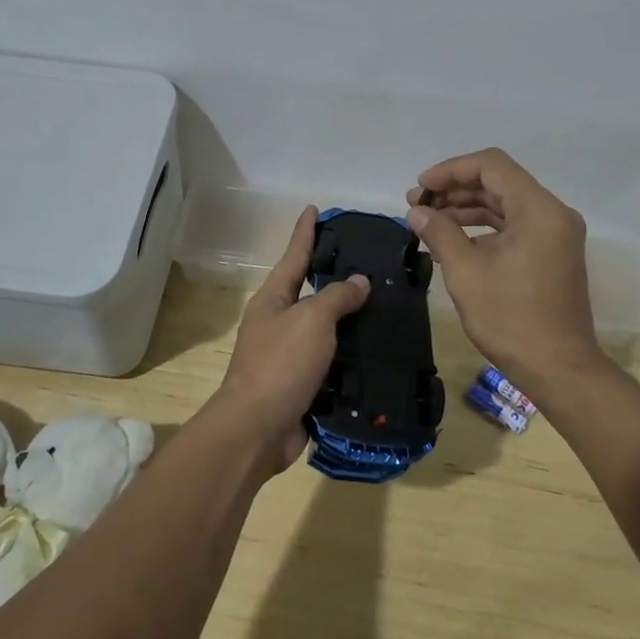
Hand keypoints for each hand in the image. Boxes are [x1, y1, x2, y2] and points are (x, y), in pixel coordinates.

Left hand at [213, 206, 370, 473]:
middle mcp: (278, 322)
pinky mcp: (302, 384)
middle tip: (367, 260)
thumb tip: (357, 281)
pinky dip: (351, 355)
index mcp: (273, 299)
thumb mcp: (311, 319)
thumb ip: (336, 297)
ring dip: (349, 319)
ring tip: (382, 305)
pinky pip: (331, 361)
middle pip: (309, 290)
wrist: (257, 429)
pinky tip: (376, 350)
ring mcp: (288, 355)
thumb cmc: (281, 364)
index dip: (305, 232)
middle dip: (334, 275)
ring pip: (324, 329)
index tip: (314, 209)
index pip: (294, 255)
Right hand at [407, 148, 602, 391]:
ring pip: (506, 203)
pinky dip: (484, 226)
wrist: (559, 369)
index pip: (491, 166)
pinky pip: (515, 224)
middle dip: (456, 189)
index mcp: (539, 210)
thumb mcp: (466, 273)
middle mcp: (553, 213)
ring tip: (429, 220)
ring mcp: (556, 233)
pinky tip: (454, 238)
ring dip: (467, 208)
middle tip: (418, 205)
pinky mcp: (552, 252)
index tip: (421, 188)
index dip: (451, 170)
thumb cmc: (511, 319)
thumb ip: (440, 233)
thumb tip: (417, 211)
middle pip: (499, 182)